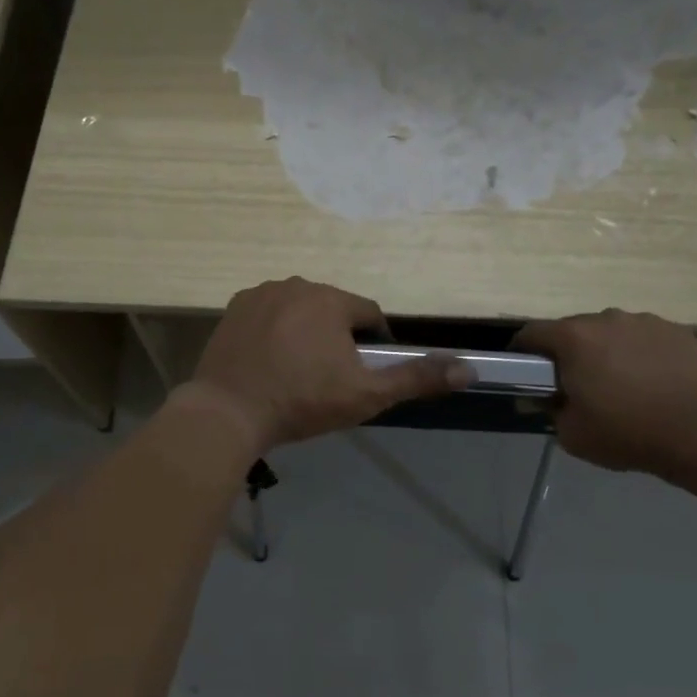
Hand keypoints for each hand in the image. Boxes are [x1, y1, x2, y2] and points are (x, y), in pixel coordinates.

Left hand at [180, 278, 472, 454]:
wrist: (228, 412)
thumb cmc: (302, 401)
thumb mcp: (366, 394)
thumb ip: (415, 378)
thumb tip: (468, 369)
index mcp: (331, 300)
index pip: (368, 315)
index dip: (373, 343)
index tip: (364, 372)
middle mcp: (297, 284)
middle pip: (332, 309)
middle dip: (337, 337)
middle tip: (328, 378)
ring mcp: (261, 294)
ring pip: (299, 309)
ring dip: (305, 331)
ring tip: (297, 371)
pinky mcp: (234, 308)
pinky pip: (268, 314)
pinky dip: (274, 331)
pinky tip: (269, 361)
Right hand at [512, 309, 696, 491]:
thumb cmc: (629, 432)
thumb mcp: (572, 435)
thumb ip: (552, 411)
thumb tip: (552, 399)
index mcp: (573, 338)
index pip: (531, 333)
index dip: (522, 351)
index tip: (525, 371)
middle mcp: (605, 318)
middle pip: (573, 330)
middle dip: (569, 353)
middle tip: (577, 385)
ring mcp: (644, 321)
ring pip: (611, 332)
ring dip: (607, 351)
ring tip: (622, 385)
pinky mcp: (676, 330)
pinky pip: (644, 339)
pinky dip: (641, 355)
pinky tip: (654, 383)